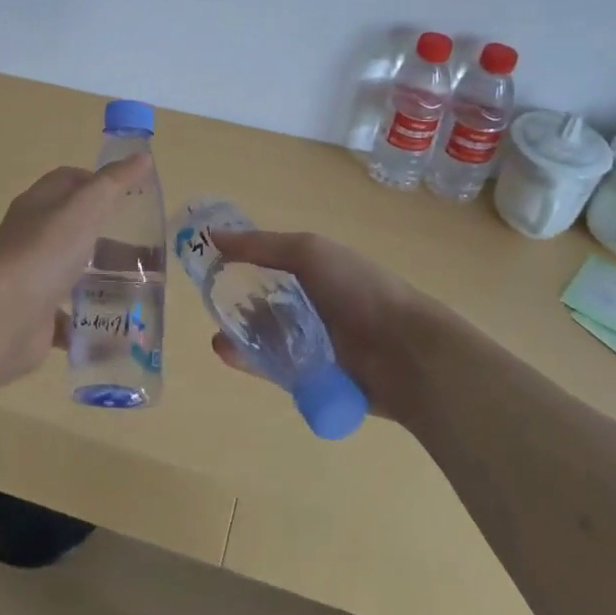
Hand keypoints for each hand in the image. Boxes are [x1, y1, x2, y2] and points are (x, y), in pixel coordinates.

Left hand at [0, 156, 152, 384]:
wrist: (7, 317)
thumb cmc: (47, 251)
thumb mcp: (86, 207)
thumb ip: (114, 182)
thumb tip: (142, 156)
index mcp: (36, 205)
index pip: (66, 181)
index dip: (96, 182)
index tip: (128, 197)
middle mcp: (29, 237)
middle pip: (71, 227)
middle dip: (105, 235)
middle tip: (141, 247)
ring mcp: (30, 277)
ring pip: (69, 270)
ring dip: (98, 277)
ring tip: (136, 285)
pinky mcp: (34, 314)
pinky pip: (65, 314)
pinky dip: (86, 317)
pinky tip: (112, 322)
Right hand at [208, 230, 433, 423]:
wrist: (408, 355)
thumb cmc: (359, 290)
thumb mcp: (309, 252)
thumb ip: (261, 245)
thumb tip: (213, 236)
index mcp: (315, 269)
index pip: (267, 261)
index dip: (238, 260)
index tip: (207, 263)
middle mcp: (312, 304)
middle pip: (262, 301)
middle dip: (234, 302)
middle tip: (210, 303)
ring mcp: (312, 342)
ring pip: (264, 336)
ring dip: (239, 334)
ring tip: (218, 335)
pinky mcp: (310, 378)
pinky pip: (273, 368)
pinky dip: (249, 361)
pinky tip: (228, 353)